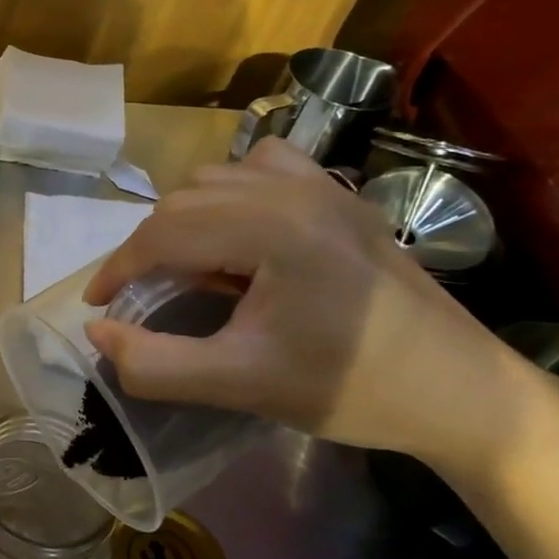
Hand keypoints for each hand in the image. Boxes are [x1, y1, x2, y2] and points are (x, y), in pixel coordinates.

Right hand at [81, 138, 535, 473]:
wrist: (462, 393)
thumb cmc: (351, 390)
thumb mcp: (240, 385)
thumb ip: (156, 364)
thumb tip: (97, 333)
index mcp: (272, 230)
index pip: (164, 232)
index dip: (118, 268)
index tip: (98, 305)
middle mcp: (294, 190)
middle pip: (184, 200)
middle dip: (149, 248)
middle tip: (142, 297)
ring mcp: (324, 186)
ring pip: (216, 177)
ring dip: (186, 218)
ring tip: (189, 268)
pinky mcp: (341, 196)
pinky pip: (263, 165)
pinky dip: (232, 190)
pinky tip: (239, 229)